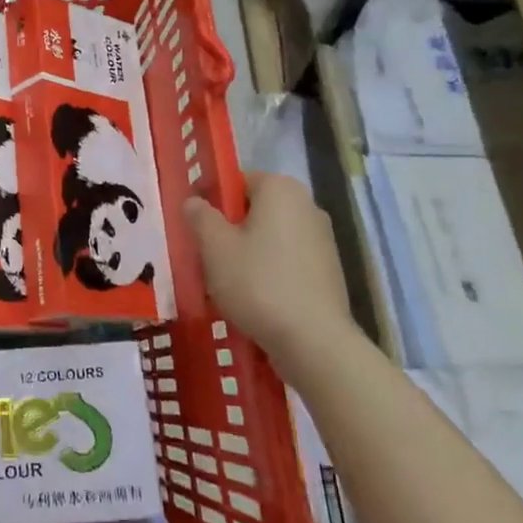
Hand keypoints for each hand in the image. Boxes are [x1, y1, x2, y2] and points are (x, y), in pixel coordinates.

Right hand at [186, 172, 357, 378]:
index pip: (236, 181)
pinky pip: (287, 260)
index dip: (212, 200)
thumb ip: (199, 216)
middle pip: (254, 209)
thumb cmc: (258, 283)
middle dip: (229, 228)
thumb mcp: (214, 246)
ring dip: (248, 252)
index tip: (196, 228)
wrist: (314, 341)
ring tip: (227, 282)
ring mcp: (323, 239)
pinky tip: (254, 298)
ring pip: (270, 236)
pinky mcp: (329, 270)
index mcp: (280, 188)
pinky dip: (269, 271)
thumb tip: (194, 202)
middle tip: (206, 256)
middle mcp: (307, 205)